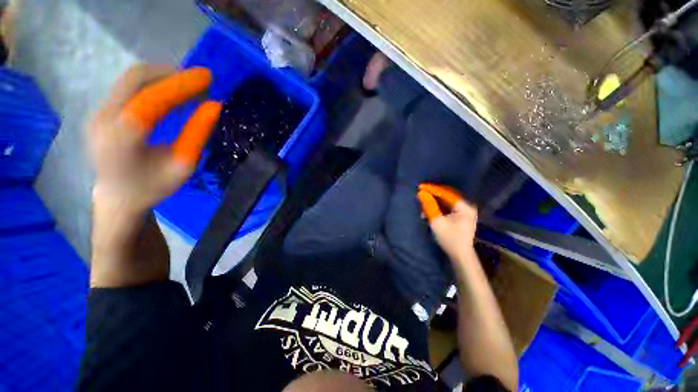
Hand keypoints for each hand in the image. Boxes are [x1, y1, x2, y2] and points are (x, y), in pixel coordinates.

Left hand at [90, 64, 220, 214]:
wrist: (118, 197)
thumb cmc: (153, 187)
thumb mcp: (183, 166)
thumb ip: (197, 135)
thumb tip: (214, 106)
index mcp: (122, 138)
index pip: (151, 99)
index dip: (181, 85)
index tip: (207, 78)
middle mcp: (103, 119)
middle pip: (136, 78)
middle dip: (172, 74)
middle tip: (201, 81)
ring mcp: (98, 113)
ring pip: (132, 79)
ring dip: (164, 77)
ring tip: (191, 87)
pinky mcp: (102, 110)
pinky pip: (130, 86)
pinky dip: (155, 84)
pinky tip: (173, 94)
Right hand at [417, 183, 477, 262]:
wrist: (460, 255)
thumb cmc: (449, 239)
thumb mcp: (437, 221)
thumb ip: (429, 206)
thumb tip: (421, 193)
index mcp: (464, 207)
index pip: (446, 193)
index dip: (432, 189)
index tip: (420, 187)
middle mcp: (467, 206)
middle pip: (447, 195)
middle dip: (433, 194)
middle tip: (421, 192)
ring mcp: (465, 211)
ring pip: (447, 201)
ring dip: (435, 201)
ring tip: (424, 203)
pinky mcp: (461, 216)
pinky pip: (448, 207)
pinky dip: (438, 207)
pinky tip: (430, 210)